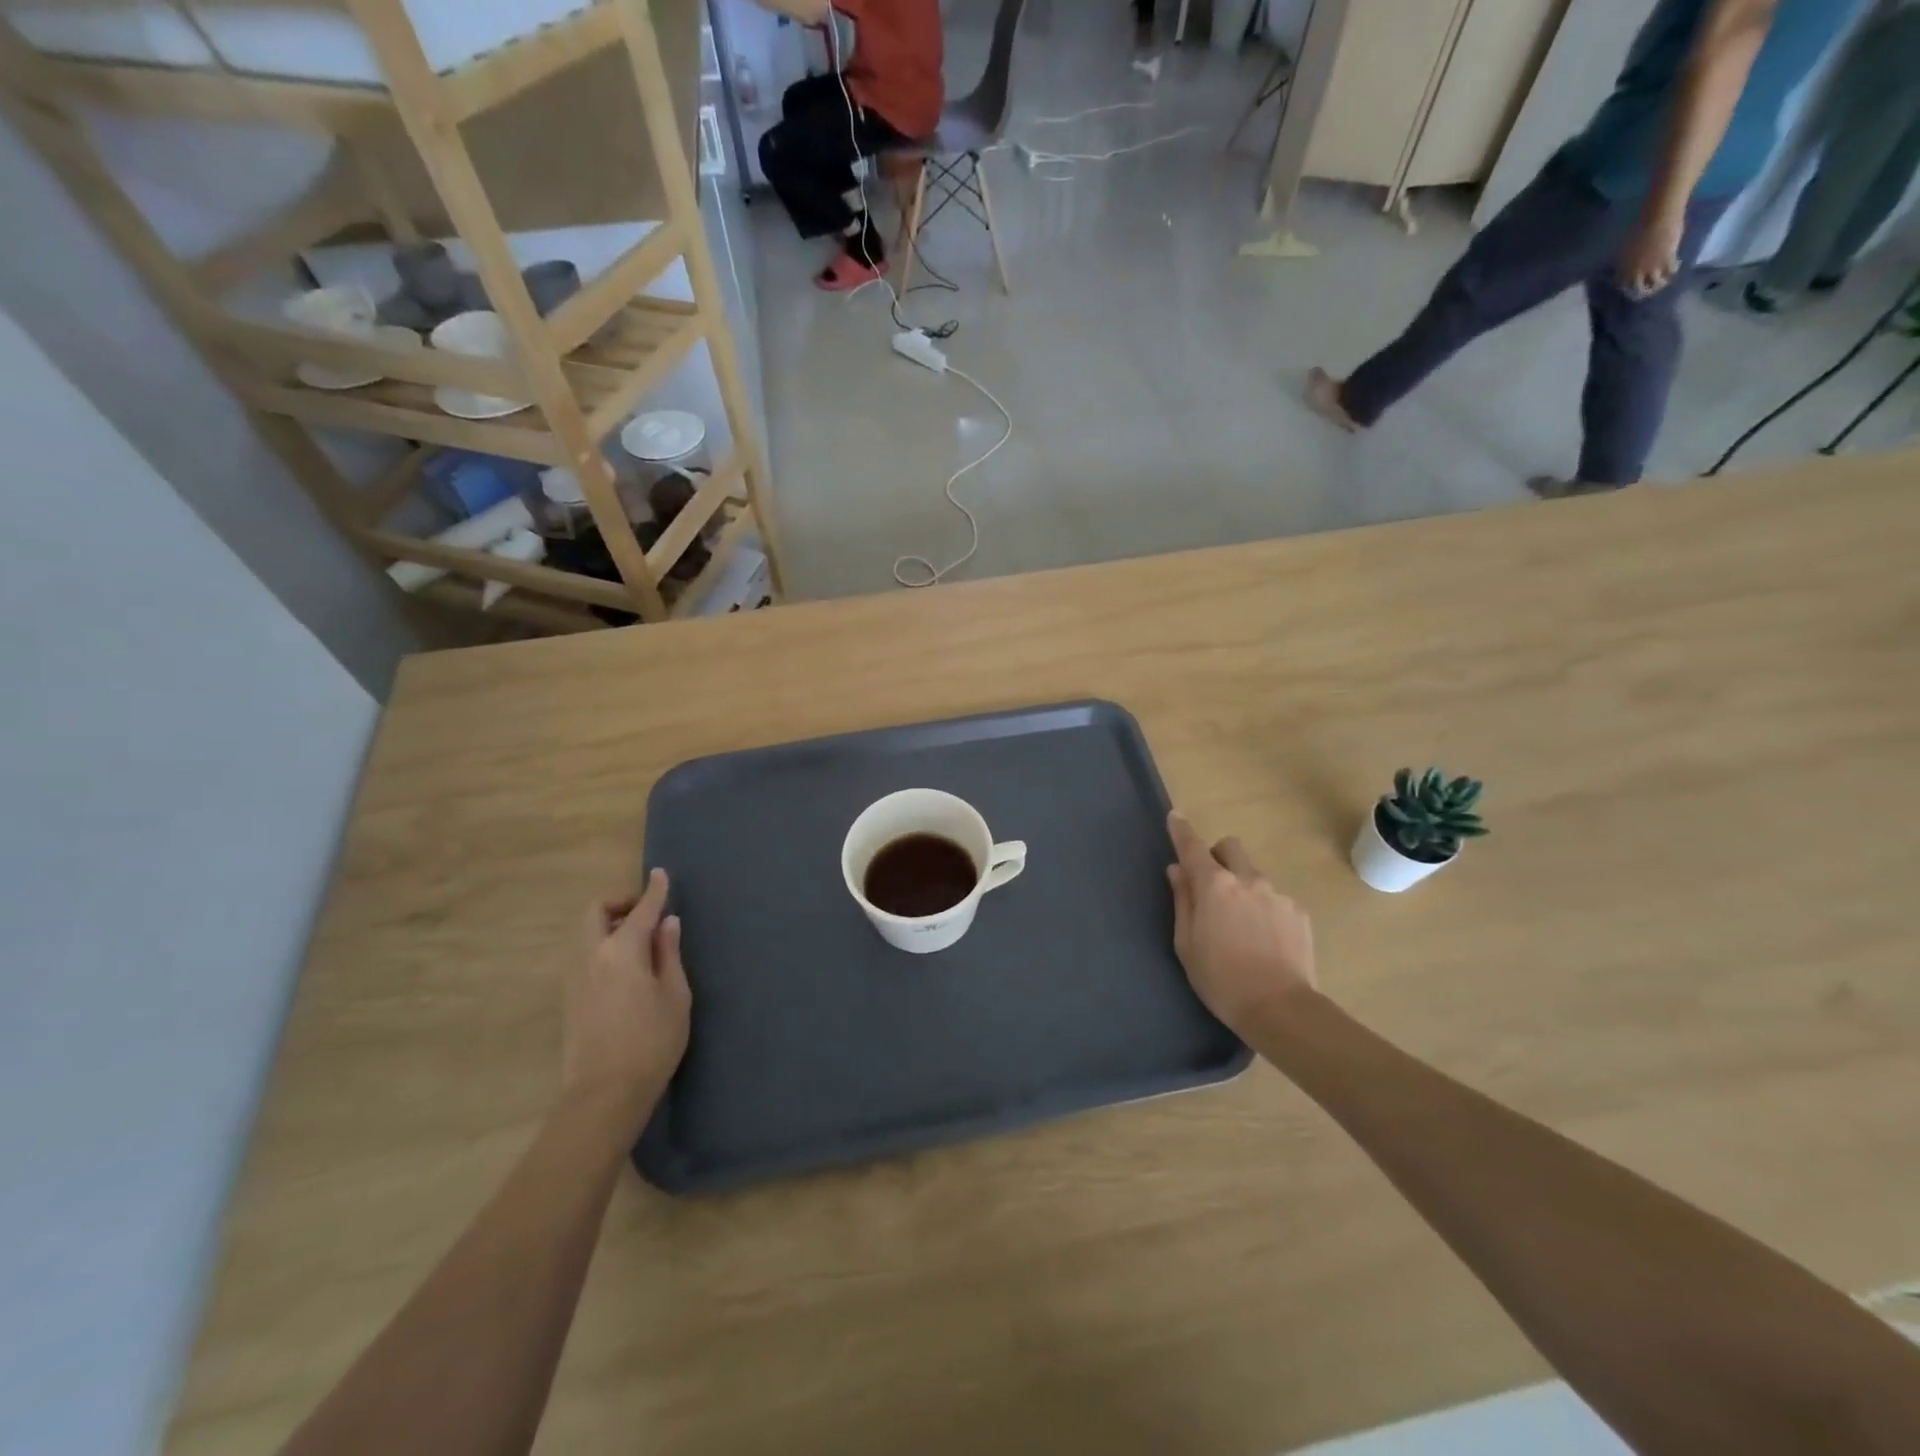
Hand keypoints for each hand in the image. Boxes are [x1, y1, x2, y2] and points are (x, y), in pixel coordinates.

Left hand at [562, 869, 690, 1131]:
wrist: (603, 1094)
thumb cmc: (652, 1041)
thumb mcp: (675, 995)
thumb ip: (669, 954)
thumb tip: (667, 924)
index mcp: (622, 950)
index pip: (641, 910)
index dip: (654, 890)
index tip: (661, 874)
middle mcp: (592, 955)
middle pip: (596, 912)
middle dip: (620, 903)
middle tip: (646, 914)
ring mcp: (575, 977)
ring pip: (586, 934)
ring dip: (609, 925)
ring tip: (639, 942)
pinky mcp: (569, 998)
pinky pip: (583, 955)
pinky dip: (602, 946)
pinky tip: (624, 968)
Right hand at [1166, 813, 1316, 1036]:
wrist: (1280, 1008)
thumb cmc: (1221, 979)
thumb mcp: (1186, 943)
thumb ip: (1183, 900)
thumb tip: (1178, 871)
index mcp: (1214, 886)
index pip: (1192, 847)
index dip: (1181, 830)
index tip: (1175, 817)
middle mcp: (1247, 880)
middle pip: (1230, 848)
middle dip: (1218, 856)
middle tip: (1211, 884)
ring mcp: (1277, 894)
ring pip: (1253, 874)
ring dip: (1242, 886)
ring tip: (1241, 925)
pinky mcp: (1298, 912)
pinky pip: (1274, 898)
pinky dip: (1264, 908)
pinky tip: (1264, 939)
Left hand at [1617, 207, 1685, 298]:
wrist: (1657, 218)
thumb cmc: (1638, 229)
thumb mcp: (1625, 250)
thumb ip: (1626, 261)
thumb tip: (1628, 266)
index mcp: (1623, 269)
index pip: (1623, 286)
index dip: (1628, 288)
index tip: (1633, 287)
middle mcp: (1635, 273)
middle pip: (1638, 290)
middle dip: (1643, 292)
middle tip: (1649, 290)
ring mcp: (1652, 268)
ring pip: (1655, 284)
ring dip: (1659, 285)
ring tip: (1663, 282)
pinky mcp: (1668, 260)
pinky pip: (1670, 272)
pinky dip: (1672, 272)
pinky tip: (1675, 267)